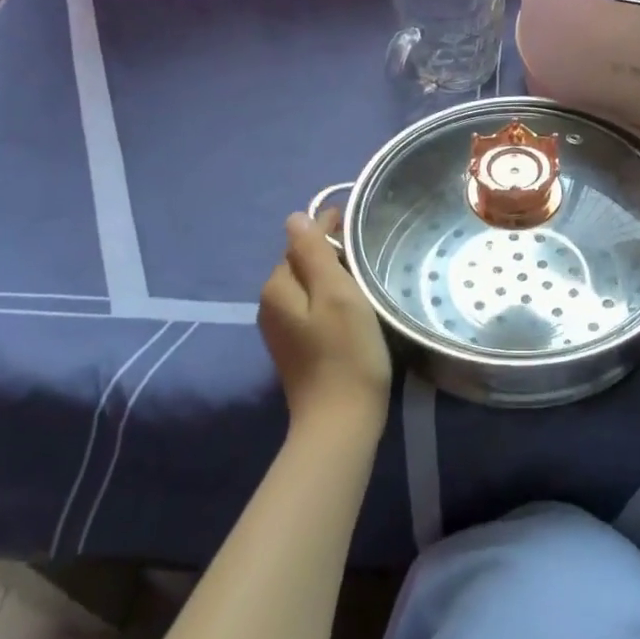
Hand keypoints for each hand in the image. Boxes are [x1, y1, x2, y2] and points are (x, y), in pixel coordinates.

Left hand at [259, 211, 391, 435]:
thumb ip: (313, 252)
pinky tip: (354, 308)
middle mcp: (271, 304)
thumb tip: (294, 218)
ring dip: (332, 277)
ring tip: (366, 276)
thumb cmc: (347, 353)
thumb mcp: (336, 294)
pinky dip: (330, 300)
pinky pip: (312, 309)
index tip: (360, 226)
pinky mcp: (296, 348)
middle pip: (302, 263)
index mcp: (278, 286)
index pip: (301, 241)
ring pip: (308, 286)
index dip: (329, 228)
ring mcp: (281, 329)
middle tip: (368, 252)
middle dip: (330, 252)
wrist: (341, 421)